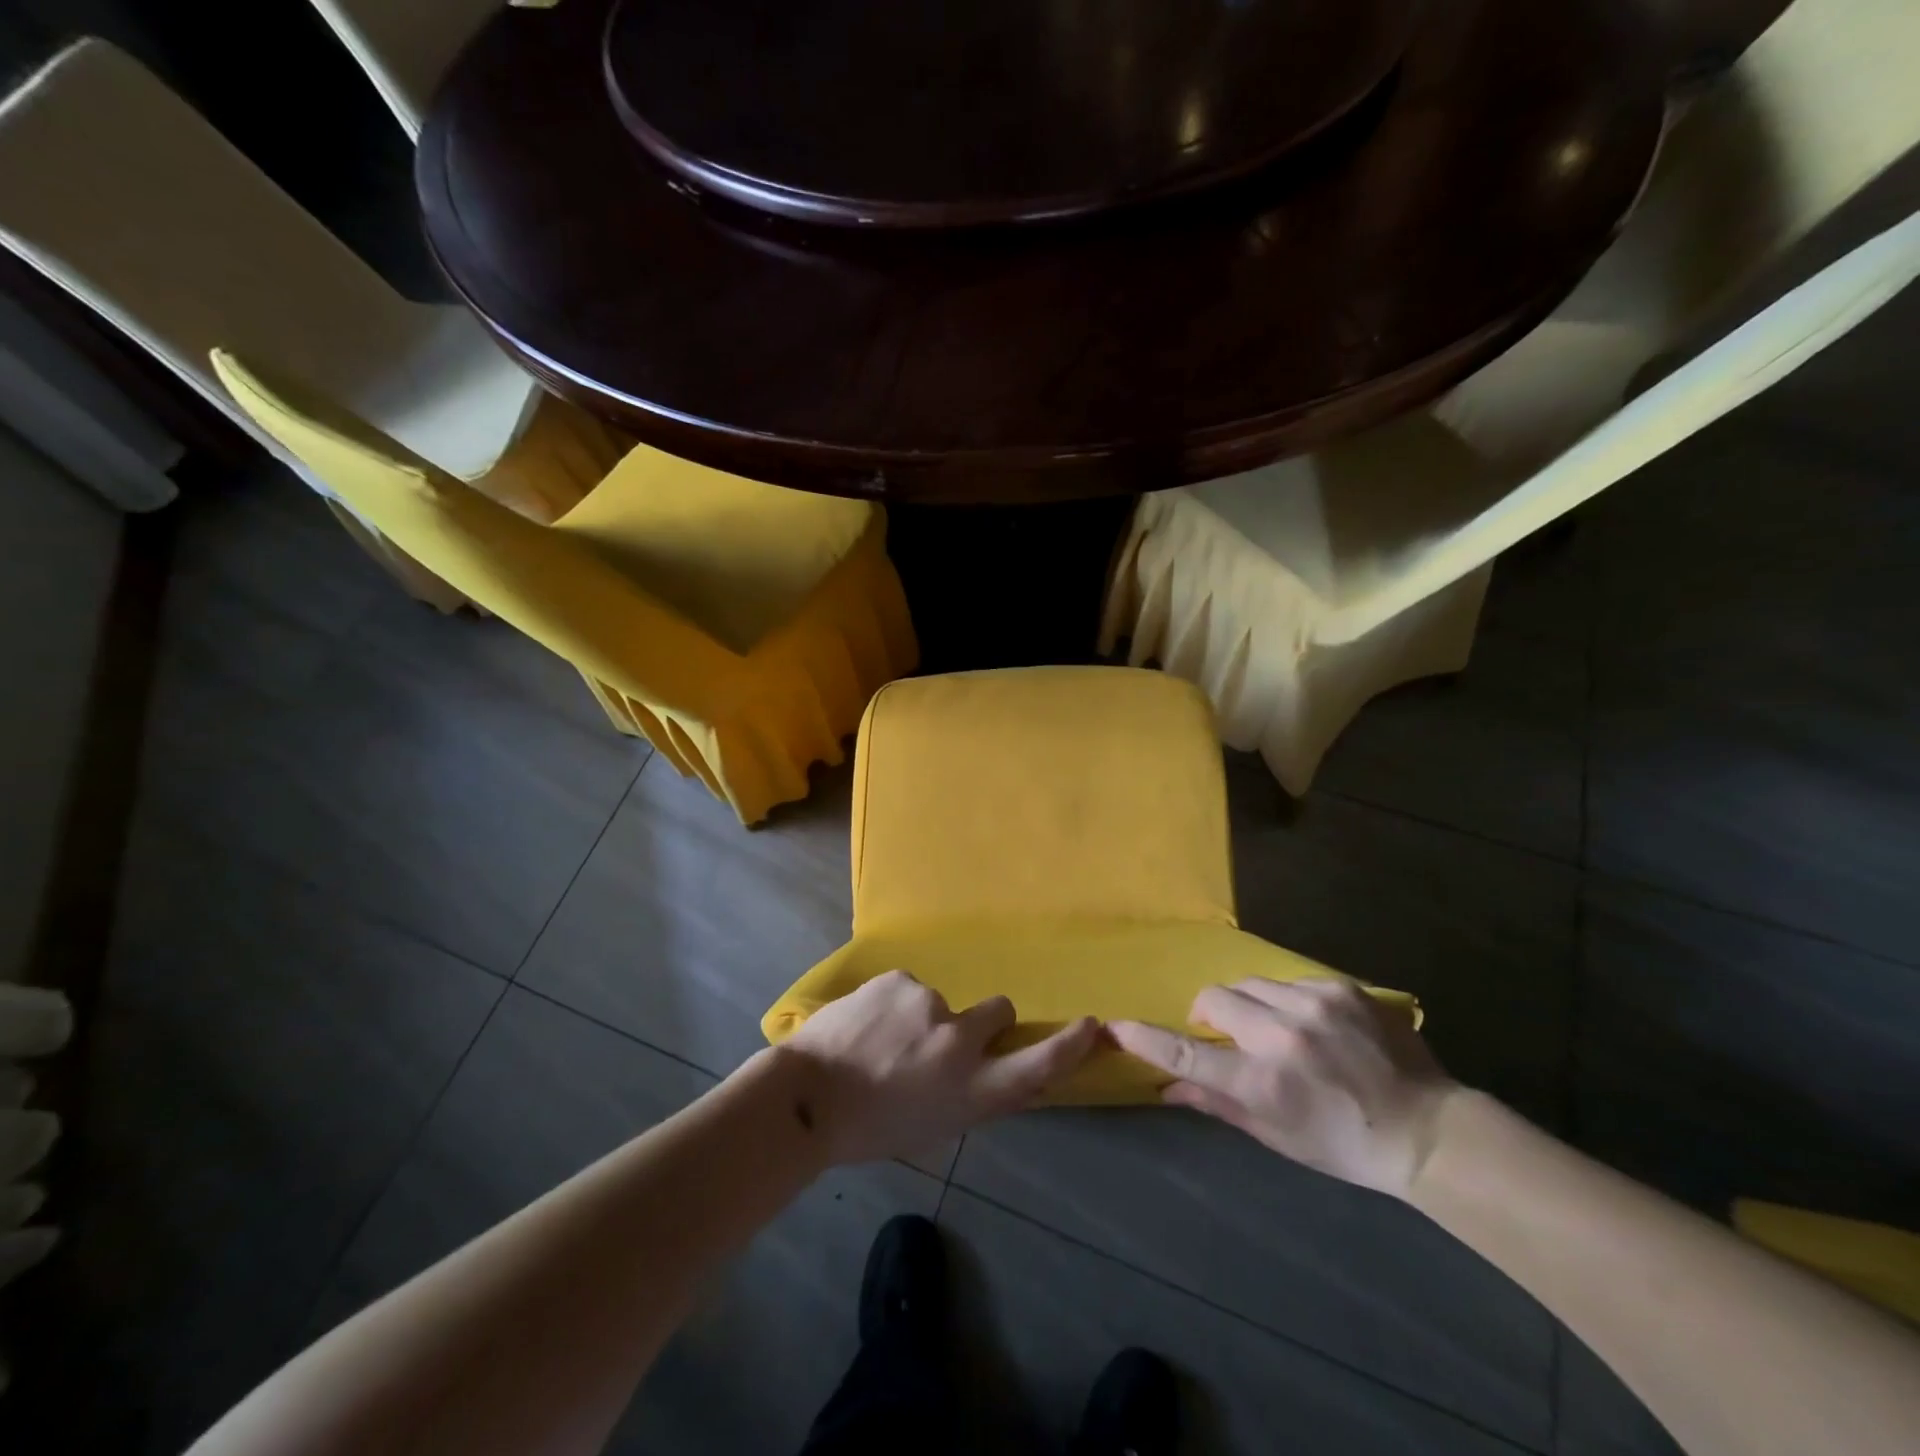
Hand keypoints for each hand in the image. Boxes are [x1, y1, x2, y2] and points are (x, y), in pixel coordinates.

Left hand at [780, 970, 1099, 1165]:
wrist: (806, 1096)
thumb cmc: (869, 1128)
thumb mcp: (933, 1127)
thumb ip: (968, 1095)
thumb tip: (988, 1070)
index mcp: (970, 1090)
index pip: (1037, 1066)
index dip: (1069, 1046)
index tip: (1091, 1026)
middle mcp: (960, 1041)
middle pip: (1000, 1012)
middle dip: (987, 1020)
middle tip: (947, 1038)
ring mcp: (929, 1004)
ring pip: (941, 1002)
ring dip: (923, 1018)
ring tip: (881, 1043)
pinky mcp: (899, 980)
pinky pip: (908, 990)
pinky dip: (894, 1005)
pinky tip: (865, 1026)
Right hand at [1108, 978, 1455, 1196]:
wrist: (1427, 1129)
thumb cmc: (1343, 1145)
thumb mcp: (1276, 1135)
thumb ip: (1218, 1103)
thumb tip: (1167, 1086)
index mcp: (1263, 1083)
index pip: (1187, 1054)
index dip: (1146, 1038)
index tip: (1117, 1025)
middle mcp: (1282, 1036)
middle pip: (1214, 999)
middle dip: (1209, 1014)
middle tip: (1227, 1035)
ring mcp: (1314, 1005)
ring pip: (1249, 983)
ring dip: (1247, 1003)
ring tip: (1273, 1028)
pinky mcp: (1341, 988)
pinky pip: (1289, 980)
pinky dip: (1286, 999)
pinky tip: (1312, 1024)